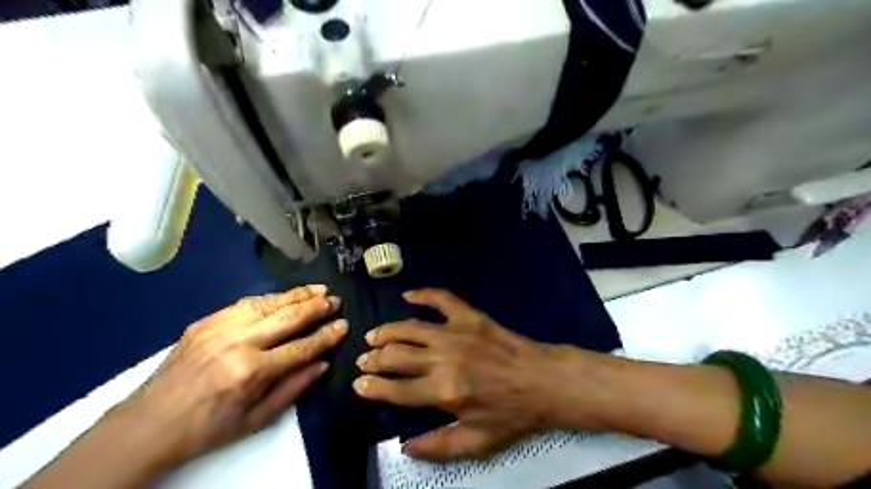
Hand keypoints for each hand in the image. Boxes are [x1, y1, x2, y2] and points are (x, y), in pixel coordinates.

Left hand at [114, 287, 346, 464]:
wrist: (148, 423)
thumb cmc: (208, 427)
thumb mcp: (257, 420)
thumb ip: (294, 388)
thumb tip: (323, 363)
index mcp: (251, 372)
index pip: (301, 348)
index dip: (326, 336)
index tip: (344, 325)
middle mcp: (238, 343)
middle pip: (288, 318)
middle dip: (316, 308)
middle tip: (336, 300)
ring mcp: (219, 328)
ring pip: (269, 304)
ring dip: (297, 295)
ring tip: (318, 290)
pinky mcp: (206, 322)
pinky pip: (246, 303)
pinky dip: (271, 298)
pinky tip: (285, 295)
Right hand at [349, 290, 583, 461]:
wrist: (544, 381)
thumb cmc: (512, 413)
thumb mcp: (478, 441)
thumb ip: (438, 446)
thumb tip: (404, 447)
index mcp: (444, 392)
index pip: (396, 390)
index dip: (373, 388)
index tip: (358, 384)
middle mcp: (444, 359)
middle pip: (397, 356)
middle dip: (374, 359)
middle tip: (363, 360)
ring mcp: (457, 333)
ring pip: (410, 328)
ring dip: (387, 331)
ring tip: (373, 335)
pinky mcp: (470, 316)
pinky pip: (441, 299)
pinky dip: (423, 294)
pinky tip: (407, 295)